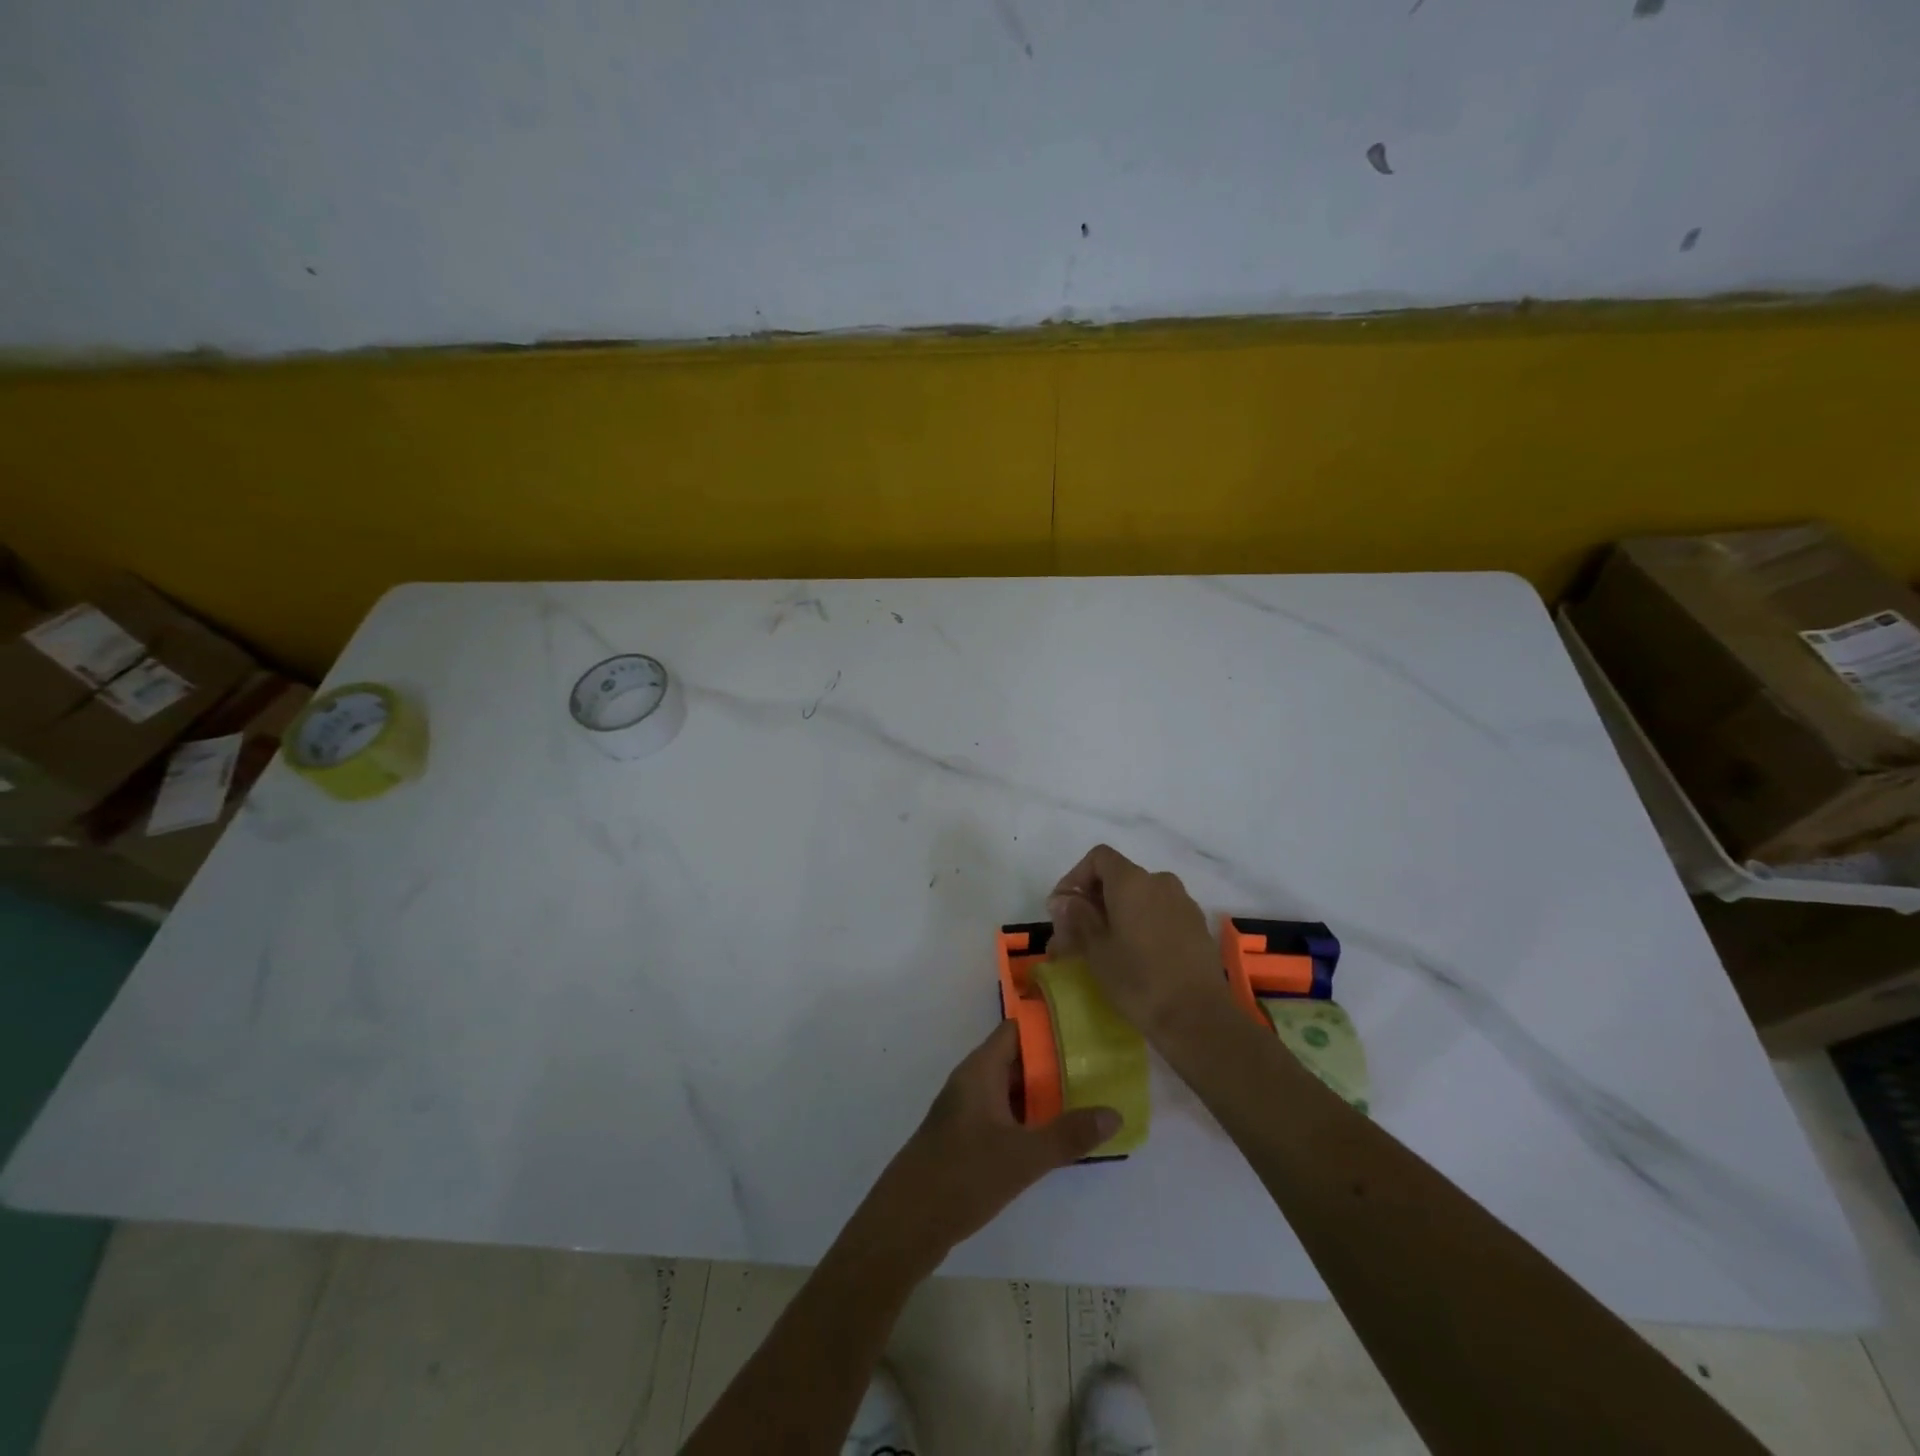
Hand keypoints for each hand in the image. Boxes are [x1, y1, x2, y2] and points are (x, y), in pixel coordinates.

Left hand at [848, 1021, 1118, 1276]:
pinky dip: (1028, 1120)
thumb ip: (1068, 1135)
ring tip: (1087, 1100)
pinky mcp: (964, 1140)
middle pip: (1017, 1060)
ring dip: (1043, 1096)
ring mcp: (966, 1112)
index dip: (1048, 1025)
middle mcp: (972, 1083)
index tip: (1085, 1027)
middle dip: (1054, 1063)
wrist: (905, 1224)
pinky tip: (1054, 1138)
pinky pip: (1003, 1117)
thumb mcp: (1023, 1156)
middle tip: (1097, 1068)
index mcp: (980, 1070)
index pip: (1016, 1030)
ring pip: (1010, 1092)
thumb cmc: (962, 1175)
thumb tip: (1114, 1113)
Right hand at [1047, 844, 1226, 1033]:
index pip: (1098, 858)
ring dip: (1116, 914)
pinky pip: (1159, 913)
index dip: (1075, 877)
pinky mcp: (1196, 926)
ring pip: (1139, 897)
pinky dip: (1140, 924)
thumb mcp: (1096, 949)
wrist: (1197, 1017)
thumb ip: (1077, 916)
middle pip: (1118, 878)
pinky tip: (1133, 955)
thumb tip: (1064, 900)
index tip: (1062, 908)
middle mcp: (1159, 882)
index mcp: (1132, 881)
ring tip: (1100, 947)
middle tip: (1073, 935)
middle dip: (1092, 902)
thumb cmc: (1138, 979)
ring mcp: (1182, 903)